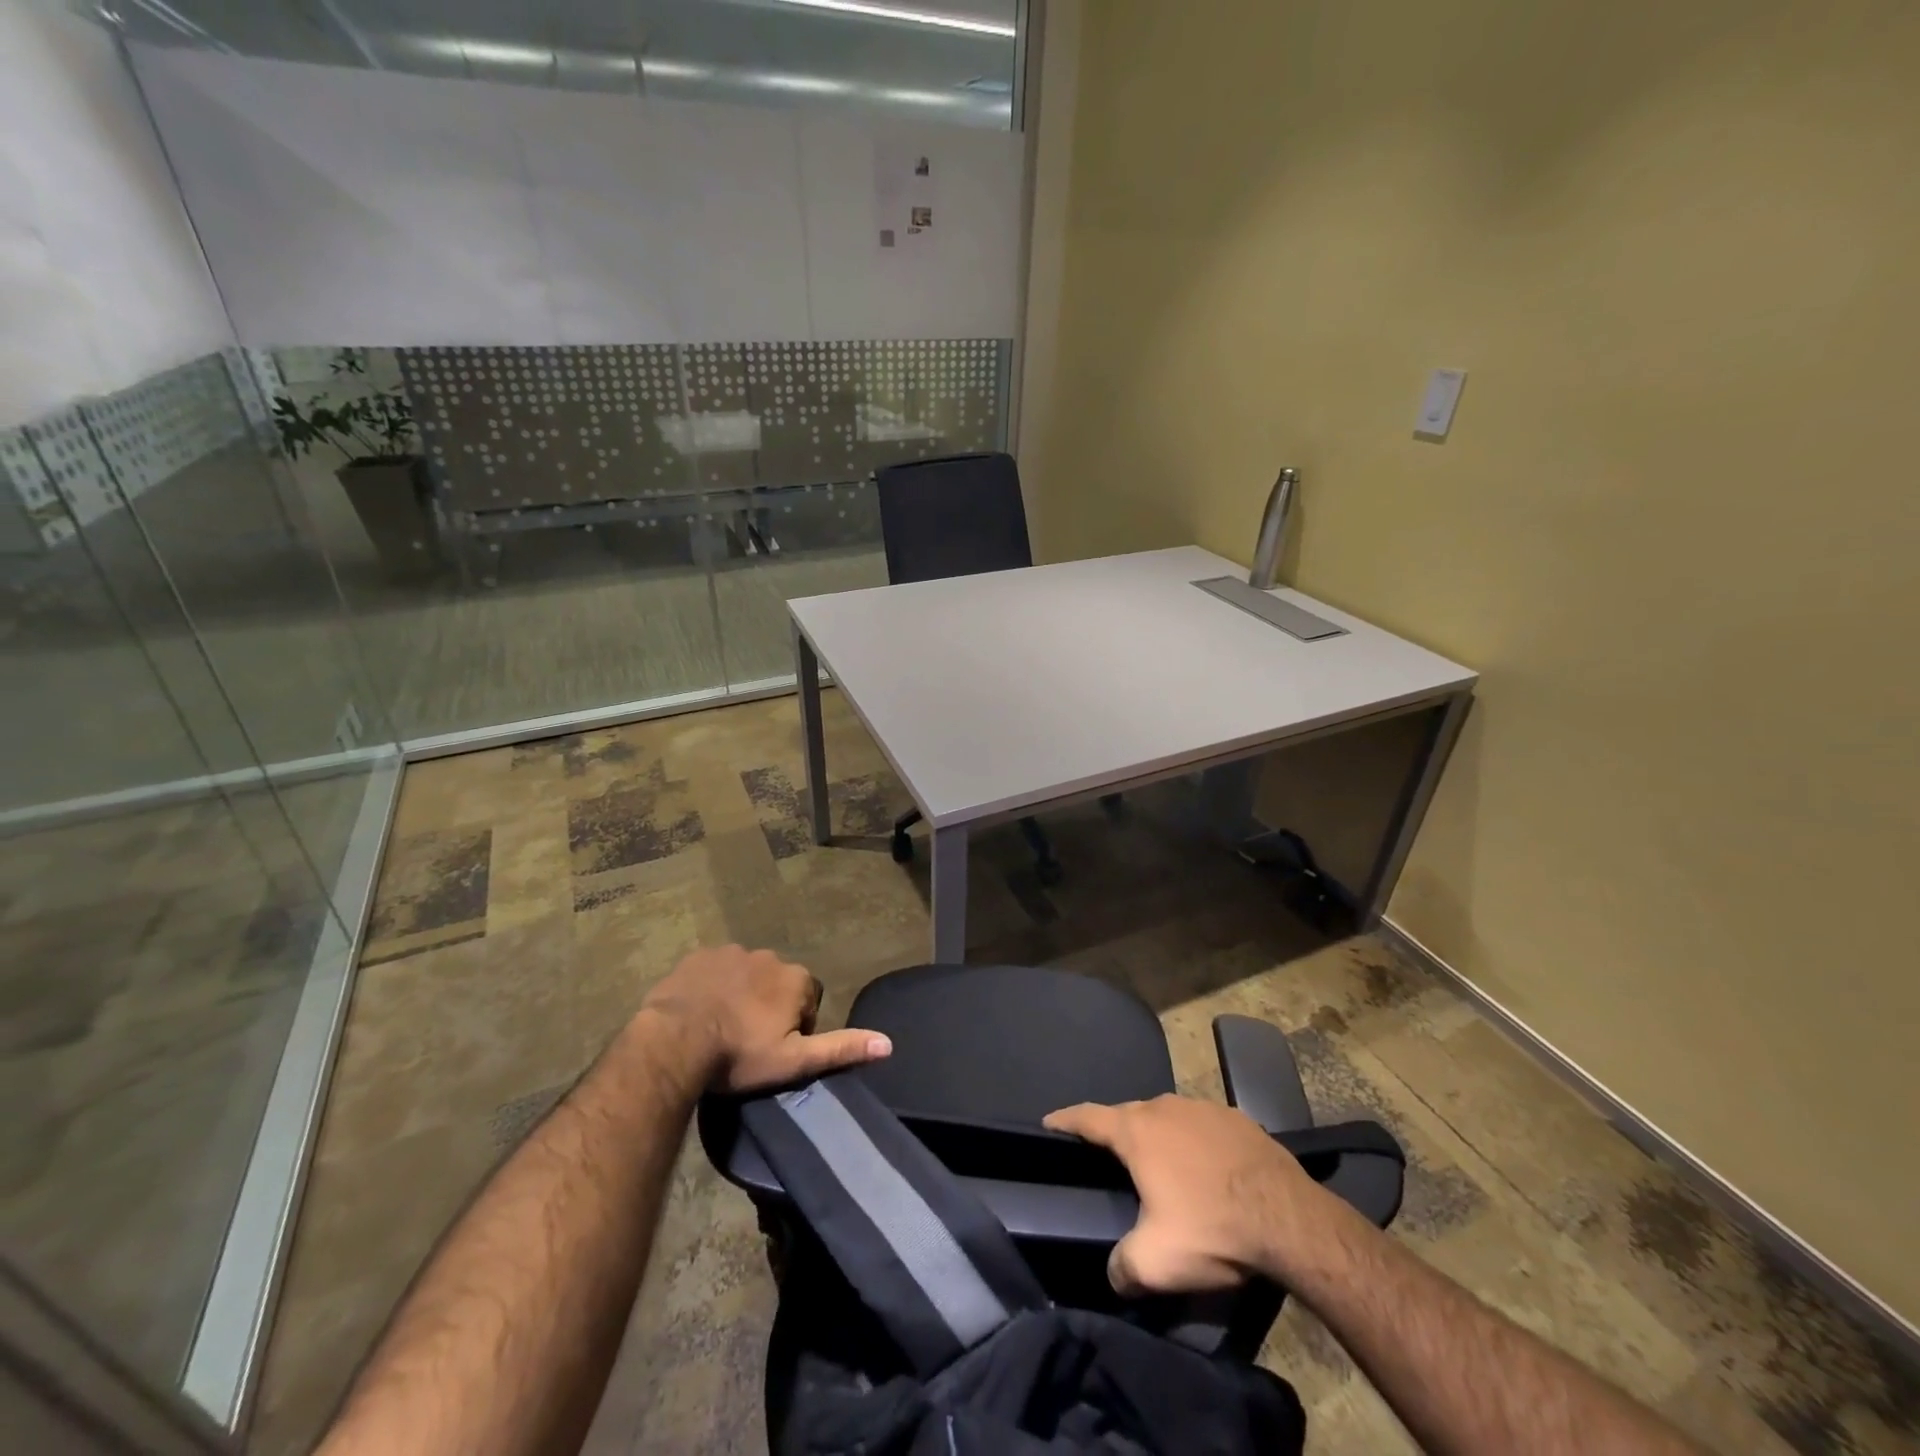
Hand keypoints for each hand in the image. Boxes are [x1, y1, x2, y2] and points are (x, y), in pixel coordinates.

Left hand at [640, 944, 891, 1092]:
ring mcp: (732, 952)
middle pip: (777, 984)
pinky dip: (712, 986)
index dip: (794, 1027)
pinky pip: (714, 969)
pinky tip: (699, 1012)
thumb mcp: (794, 1061)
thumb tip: (889, 1043)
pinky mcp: (699, 955)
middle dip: (767, 1007)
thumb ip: (841, 1048)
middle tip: (746, 1042)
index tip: (773, 1050)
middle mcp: (770, 956)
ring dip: (740, 995)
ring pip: (746, 975)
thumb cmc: (740, 1055)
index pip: (807, 1000)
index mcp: (796, 978)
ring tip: (720, 1029)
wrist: (674, 1042)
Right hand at [1043, 1094, 1330, 1295]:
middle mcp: (1164, 1106)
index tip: (1048, 1123)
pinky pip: (1202, 1126)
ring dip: (1158, 1137)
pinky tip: (1207, 1169)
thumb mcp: (1155, 1263)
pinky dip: (1195, 1142)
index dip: (1064, 1120)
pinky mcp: (1237, 1117)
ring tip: (1161, 1167)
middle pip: (1128, 1115)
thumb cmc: (1211, 1229)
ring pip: (1167, 1118)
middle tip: (1110, 1160)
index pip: (1087, 1117)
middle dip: (1115, 1133)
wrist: (1289, 1219)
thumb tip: (1114, 1273)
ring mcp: (1203, 1107)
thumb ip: (1122, 1267)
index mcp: (1137, 1130)